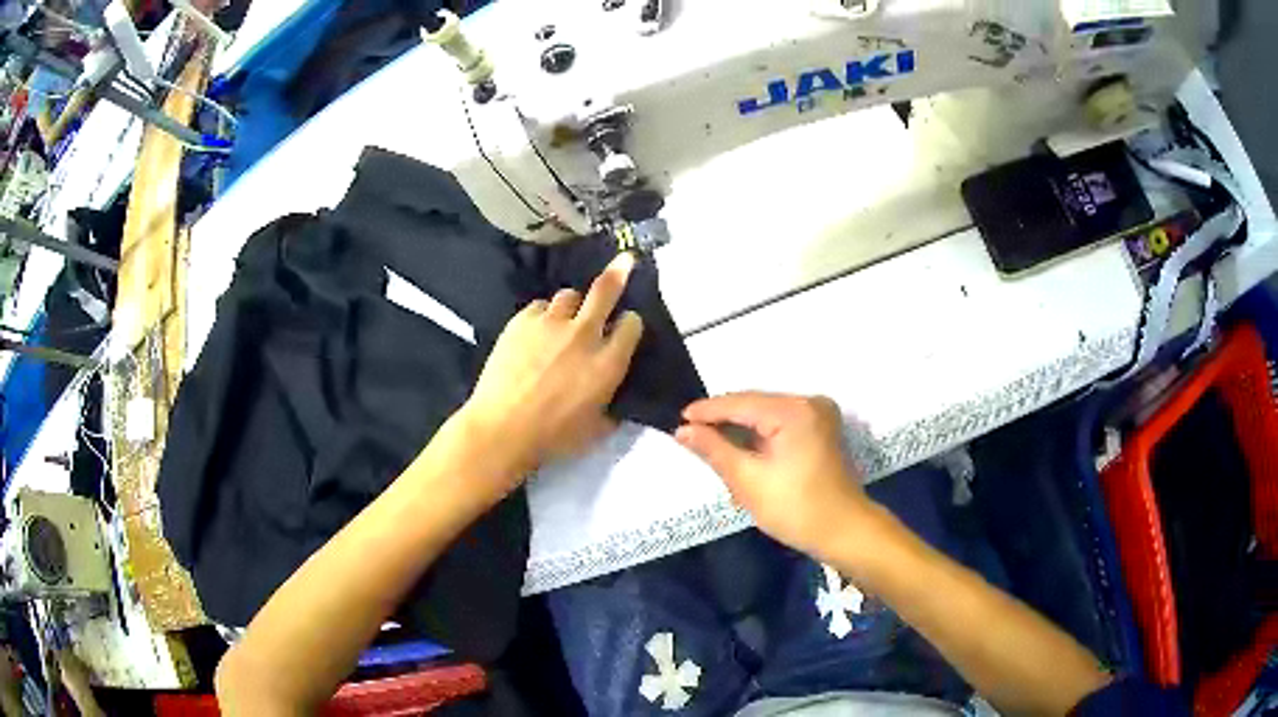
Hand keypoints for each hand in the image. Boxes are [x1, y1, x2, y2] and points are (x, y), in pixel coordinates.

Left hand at [458, 253, 644, 487]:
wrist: (502, 428)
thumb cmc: (553, 437)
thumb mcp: (596, 430)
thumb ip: (610, 406)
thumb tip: (612, 399)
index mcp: (608, 363)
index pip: (631, 325)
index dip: (630, 323)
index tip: (625, 328)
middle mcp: (585, 334)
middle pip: (606, 290)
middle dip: (619, 273)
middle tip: (625, 260)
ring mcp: (551, 323)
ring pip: (569, 296)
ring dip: (573, 306)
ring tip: (564, 319)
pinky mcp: (522, 321)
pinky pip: (539, 307)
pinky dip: (542, 316)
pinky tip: (535, 332)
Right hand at [676, 393, 872, 562]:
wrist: (843, 530)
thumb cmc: (795, 508)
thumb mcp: (748, 481)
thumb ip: (714, 449)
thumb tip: (683, 430)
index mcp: (794, 411)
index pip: (741, 403)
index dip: (708, 411)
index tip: (679, 419)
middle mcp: (809, 402)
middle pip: (755, 403)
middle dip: (723, 418)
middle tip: (690, 431)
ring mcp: (819, 413)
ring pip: (767, 412)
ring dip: (740, 425)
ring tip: (708, 437)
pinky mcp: (821, 427)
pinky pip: (781, 421)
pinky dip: (759, 432)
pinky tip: (739, 443)